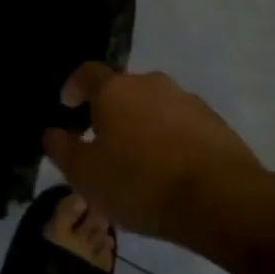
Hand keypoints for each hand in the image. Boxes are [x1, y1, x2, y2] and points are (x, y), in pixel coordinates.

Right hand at [42, 64, 265, 247]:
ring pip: (154, 107)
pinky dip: (171, 140)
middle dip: (110, 111)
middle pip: (122, 90)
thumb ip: (63, 150)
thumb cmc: (141, 183)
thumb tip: (52, 133)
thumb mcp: (86, 175)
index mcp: (115, 89)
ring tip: (140, 161)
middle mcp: (151, 83)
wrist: (222, 200)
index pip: (86, 73)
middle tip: (103, 142)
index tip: (67, 107)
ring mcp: (187, 100)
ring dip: (143, 125)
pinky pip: (182, 125)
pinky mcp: (216, 123)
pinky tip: (171, 170)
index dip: (73, 87)